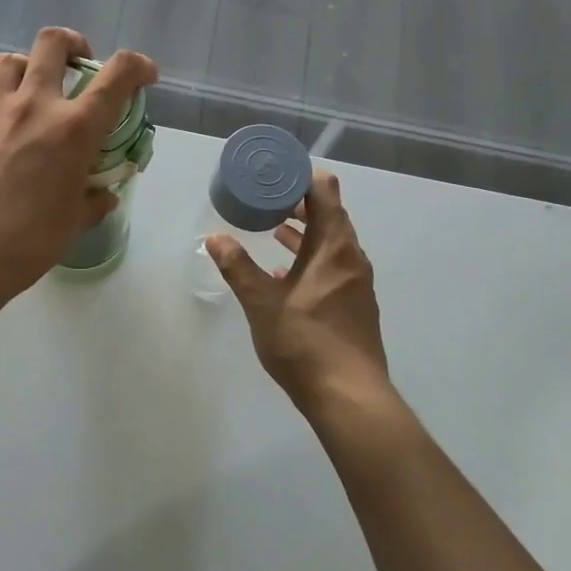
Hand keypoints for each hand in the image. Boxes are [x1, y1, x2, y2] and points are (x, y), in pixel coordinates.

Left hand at [0, 28, 157, 300]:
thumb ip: (92, 201)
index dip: (138, 66)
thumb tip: (102, 195)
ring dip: (31, 64)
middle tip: (82, 66)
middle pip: (53, 43)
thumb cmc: (26, 243)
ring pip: (12, 59)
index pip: (116, 76)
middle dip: (75, 44)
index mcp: (74, 129)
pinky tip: (11, 132)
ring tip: (40, 88)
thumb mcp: (73, 224)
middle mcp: (35, 107)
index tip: (144, 76)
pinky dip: (7, 99)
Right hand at [207, 170, 391, 407]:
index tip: (274, 173)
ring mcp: (357, 283)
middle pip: (330, 215)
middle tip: (266, 198)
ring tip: (273, 228)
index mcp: (333, 247)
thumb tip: (214, 238)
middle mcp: (351, 258)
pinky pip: (333, 266)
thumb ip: (238, 267)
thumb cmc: (305, 343)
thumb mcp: (262, 303)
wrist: (349, 397)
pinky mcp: (355, 305)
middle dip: (298, 203)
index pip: (324, 191)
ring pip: (331, 243)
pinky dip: (311, 258)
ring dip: (305, 232)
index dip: (301, 176)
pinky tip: (285, 273)